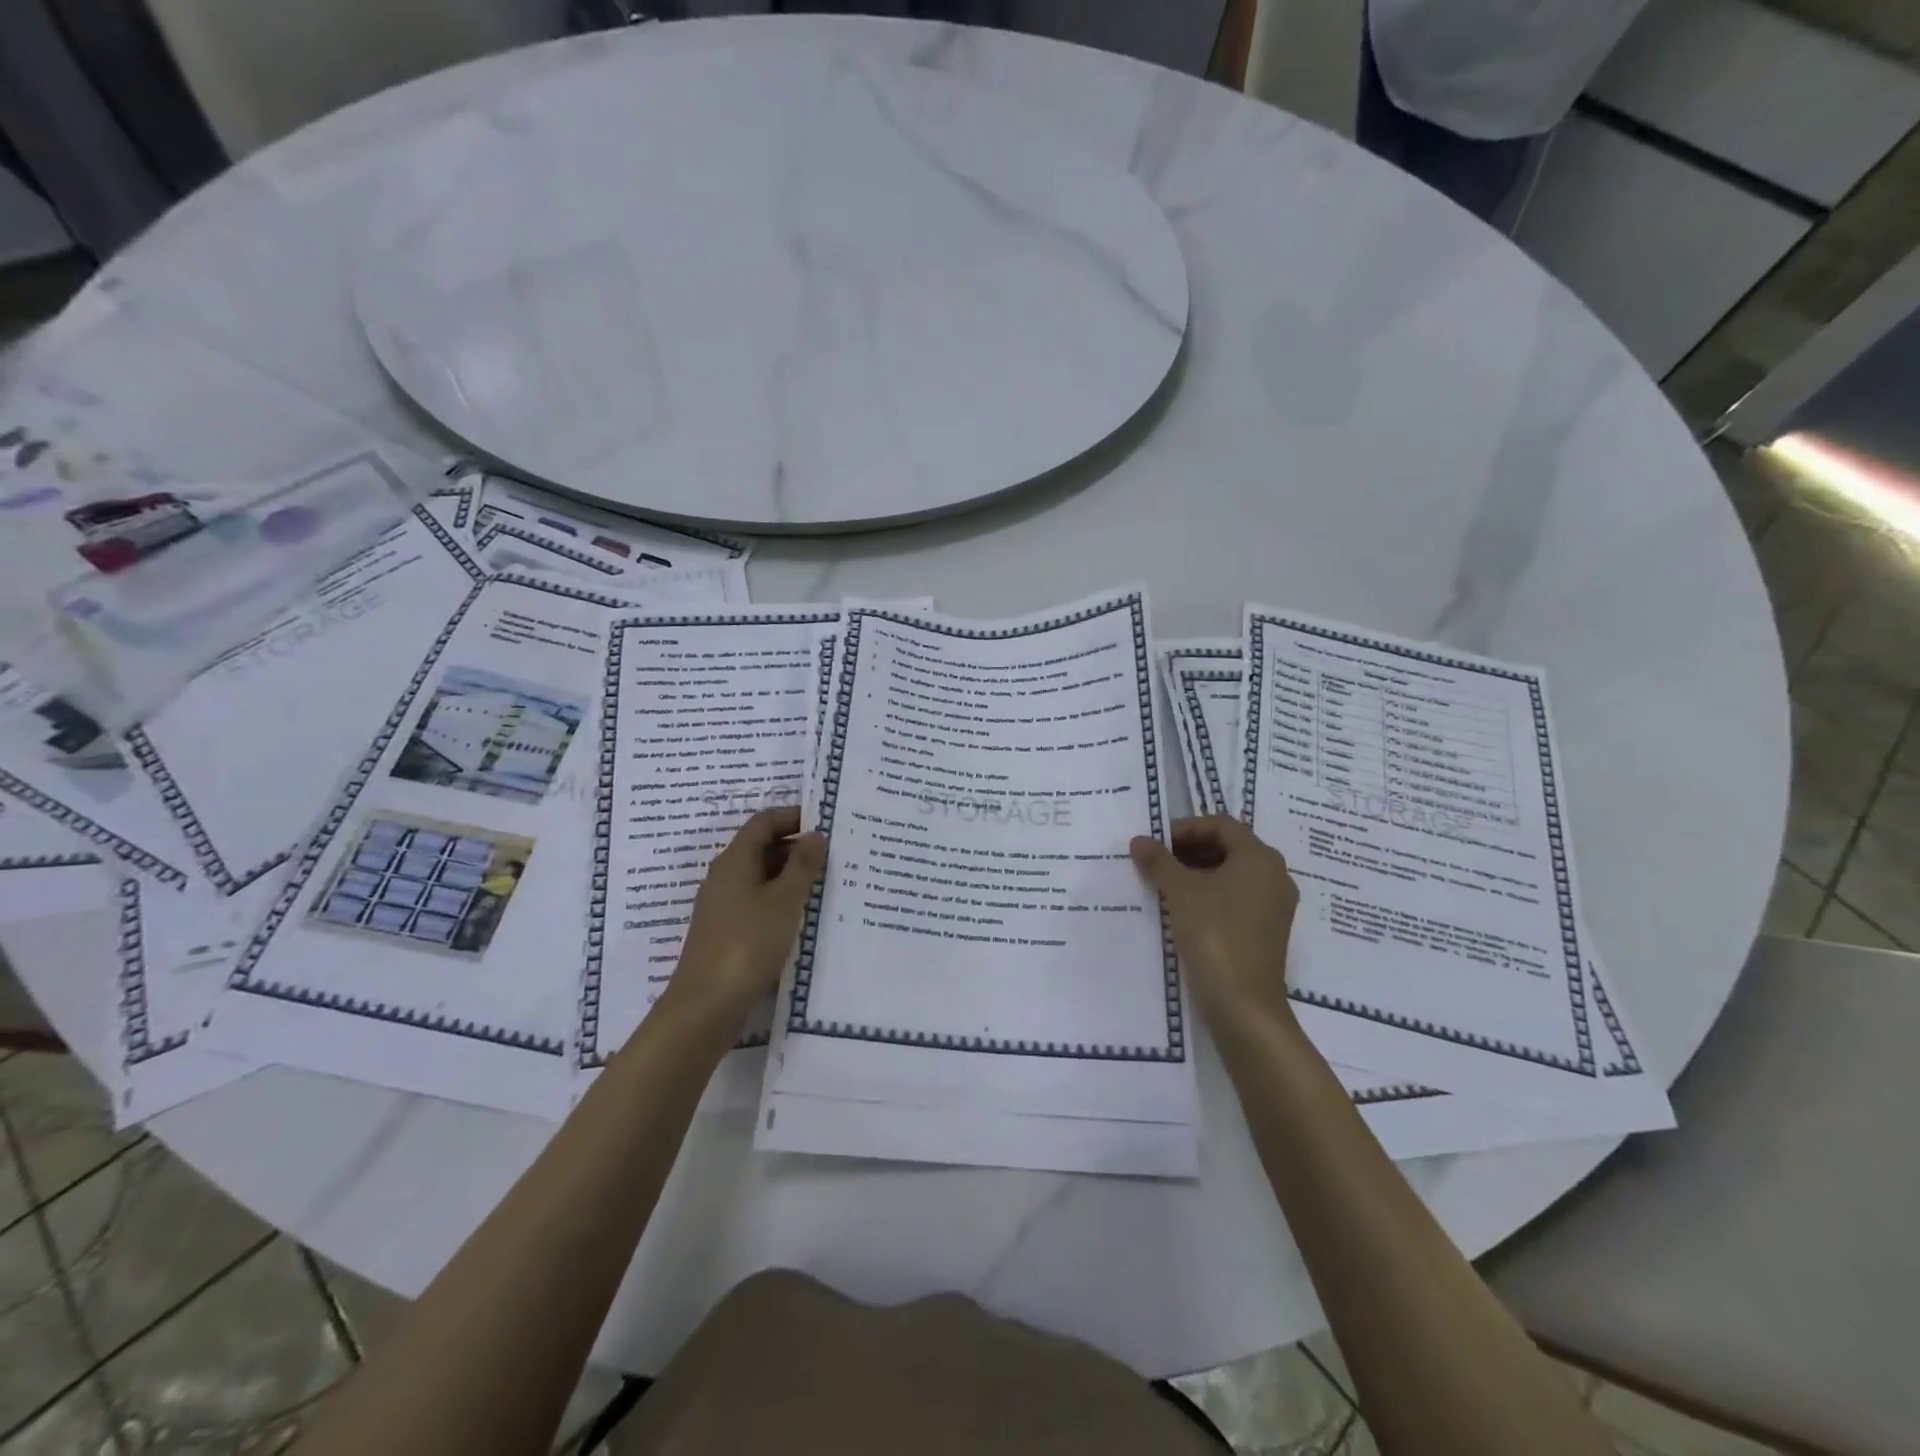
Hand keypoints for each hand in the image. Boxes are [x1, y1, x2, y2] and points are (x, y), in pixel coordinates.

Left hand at [670, 806, 825, 1027]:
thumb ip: (802, 866)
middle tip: (833, 856)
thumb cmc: (747, 944)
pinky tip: (802, 915)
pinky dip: (781, 899)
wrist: (706, 1006)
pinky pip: (757, 901)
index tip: (826, 823)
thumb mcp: (783, 901)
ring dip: (790, 875)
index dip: (793, 817)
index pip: (763, 822)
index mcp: (734, 861)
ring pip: (761, 876)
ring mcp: (723, 905)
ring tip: (826, 883)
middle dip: (796, 846)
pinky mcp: (726, 930)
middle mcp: (725, 877)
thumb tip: (815, 835)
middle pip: (761, 847)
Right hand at [1130, 816, 1298, 1027]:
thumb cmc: (1214, 934)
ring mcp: (1275, 904)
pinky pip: (1239, 896)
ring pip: (1234, 873)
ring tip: (1166, 883)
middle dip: (1191, 849)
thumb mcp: (1180, 892)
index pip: (1221, 824)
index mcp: (1260, 857)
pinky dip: (1212, 893)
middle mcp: (1275, 874)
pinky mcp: (1269, 929)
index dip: (1186, 827)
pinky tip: (1185, 908)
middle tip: (1157, 860)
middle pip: (1230, 846)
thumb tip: (1139, 840)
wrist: (1243, 1003)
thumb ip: (1159, 861)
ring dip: (1199, 871)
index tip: (1156, 842)